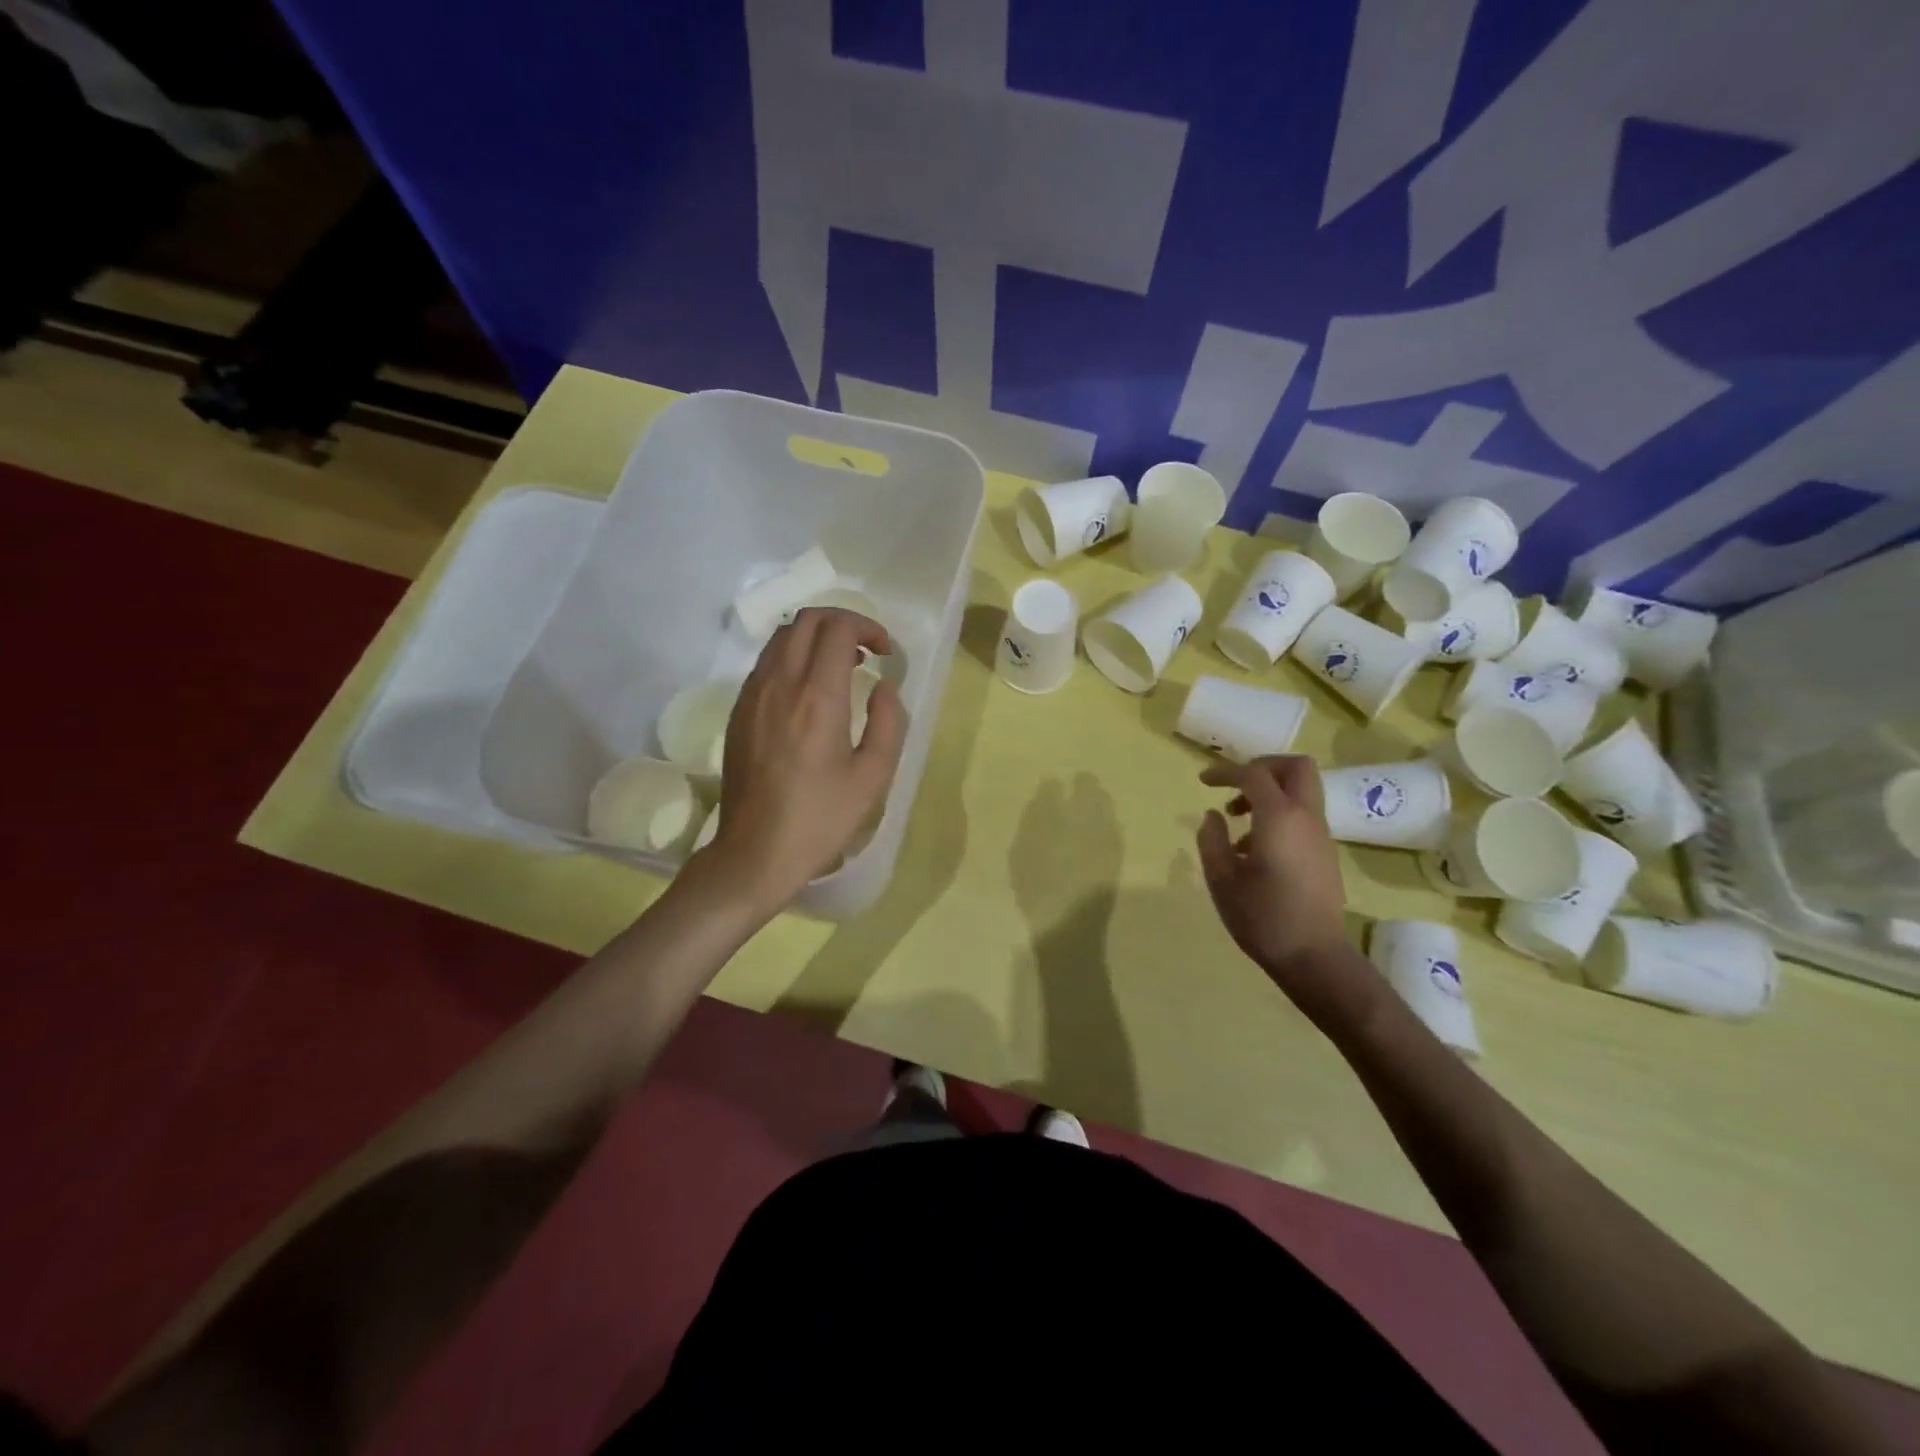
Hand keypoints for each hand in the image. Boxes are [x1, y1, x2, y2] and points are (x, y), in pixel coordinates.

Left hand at [708, 607, 906, 912]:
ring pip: (782, 636)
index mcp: (817, 696)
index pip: (837, 628)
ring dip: (816, 637)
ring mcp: (753, 694)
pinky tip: (811, 690)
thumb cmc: (821, 818)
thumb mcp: (873, 776)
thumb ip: (888, 721)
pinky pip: (766, 662)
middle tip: (867, 651)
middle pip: (806, 620)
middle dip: (843, 622)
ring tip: (842, 666)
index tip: (885, 652)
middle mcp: (780, 683)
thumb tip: (884, 686)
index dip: (867, 627)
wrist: (756, 851)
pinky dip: (794, 656)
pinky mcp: (739, 710)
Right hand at [1196, 756, 1381, 1029]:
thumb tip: (1213, 816)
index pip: (1253, 775)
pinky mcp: (1324, 853)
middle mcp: (1306, 818)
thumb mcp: (1222, 879)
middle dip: (1263, 766)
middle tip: (1235, 785)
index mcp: (1280, 818)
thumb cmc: (1262, 917)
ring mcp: (1320, 835)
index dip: (1225, 772)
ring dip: (1269, 793)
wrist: (1314, 957)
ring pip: (1301, 791)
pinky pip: (1302, 815)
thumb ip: (1212, 840)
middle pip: (1295, 767)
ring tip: (1237, 822)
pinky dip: (1278, 814)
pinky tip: (1253, 848)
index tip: (1203, 782)